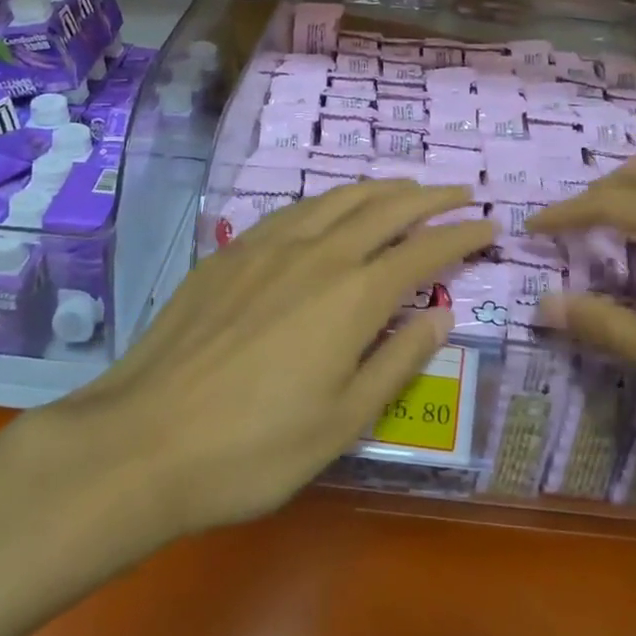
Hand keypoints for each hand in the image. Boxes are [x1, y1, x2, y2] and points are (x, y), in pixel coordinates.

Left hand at [63, 181, 490, 535]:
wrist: (145, 438)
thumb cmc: (255, 448)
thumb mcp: (343, 421)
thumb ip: (398, 360)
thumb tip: (440, 314)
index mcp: (353, 295)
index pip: (424, 250)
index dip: (462, 235)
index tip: (490, 225)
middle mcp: (318, 253)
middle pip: (386, 209)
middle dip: (430, 197)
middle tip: (460, 191)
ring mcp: (269, 245)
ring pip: (339, 198)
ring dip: (380, 188)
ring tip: (406, 187)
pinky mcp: (232, 251)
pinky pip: (296, 209)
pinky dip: (330, 200)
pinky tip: (331, 207)